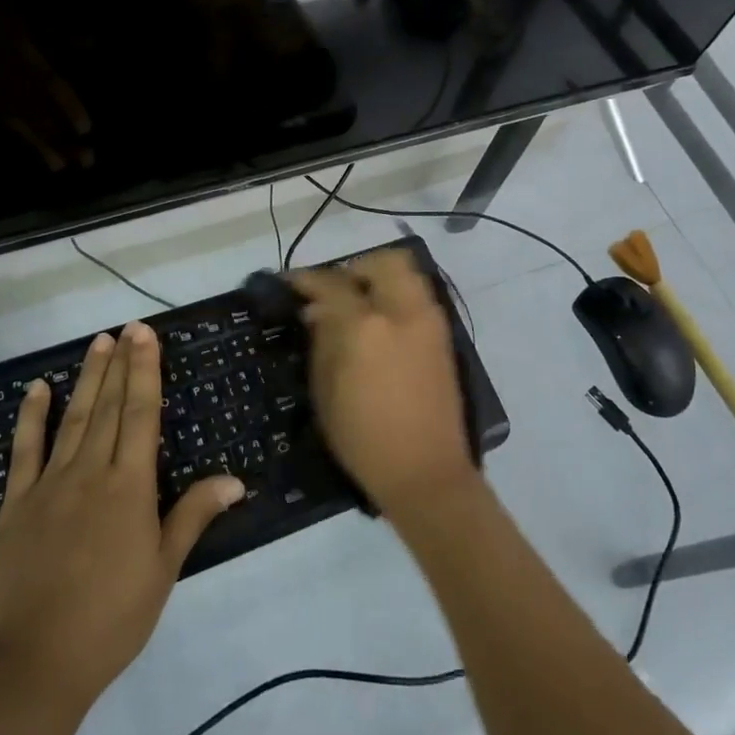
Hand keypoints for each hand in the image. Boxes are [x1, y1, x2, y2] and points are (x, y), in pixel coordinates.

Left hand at [0, 323, 243, 706]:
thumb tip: (234, 479)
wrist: (32, 665)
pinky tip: (37, 390)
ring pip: (73, 418)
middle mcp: (90, 472)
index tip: (145, 336)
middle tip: (128, 327)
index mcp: (129, 486)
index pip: (141, 414)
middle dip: (121, 363)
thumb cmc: (110, 620)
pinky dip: (31, 417)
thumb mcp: (162, 571)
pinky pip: (24, 451)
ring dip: (87, 378)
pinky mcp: (15, 505)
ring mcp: (49, 485)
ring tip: (97, 343)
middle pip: (109, 406)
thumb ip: (193, 516)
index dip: (145, 371)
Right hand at [290, 250, 478, 521]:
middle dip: (354, 268)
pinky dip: (397, 294)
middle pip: (382, 262)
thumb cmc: (363, 439)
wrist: (426, 472)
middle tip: (335, 289)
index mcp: (365, 327)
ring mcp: (428, 321)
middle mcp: (401, 312)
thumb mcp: (326, 392)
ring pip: (407, 272)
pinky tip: (380, 321)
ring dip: (380, 276)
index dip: (307, 279)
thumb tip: (317, 311)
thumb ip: (321, 342)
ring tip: (359, 302)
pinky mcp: (444, 336)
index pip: (332, 285)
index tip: (290, 280)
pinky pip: (418, 295)